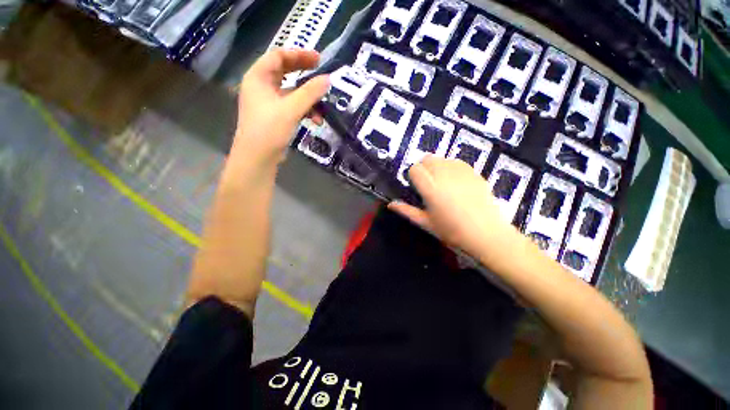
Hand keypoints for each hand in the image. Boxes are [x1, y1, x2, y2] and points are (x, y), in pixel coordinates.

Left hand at [231, 49, 329, 168]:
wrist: (257, 157)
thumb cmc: (269, 129)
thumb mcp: (291, 109)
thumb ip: (310, 93)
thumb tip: (328, 79)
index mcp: (258, 77)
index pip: (279, 56)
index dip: (299, 55)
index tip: (319, 59)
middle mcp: (261, 86)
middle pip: (285, 72)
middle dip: (305, 74)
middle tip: (323, 75)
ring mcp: (268, 102)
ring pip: (291, 92)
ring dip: (308, 99)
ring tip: (322, 108)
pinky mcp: (275, 116)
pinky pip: (292, 107)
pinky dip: (304, 111)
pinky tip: (315, 121)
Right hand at [389, 156, 520, 257]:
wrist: (486, 233)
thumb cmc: (451, 231)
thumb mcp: (425, 223)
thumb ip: (406, 211)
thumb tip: (390, 204)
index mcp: (430, 189)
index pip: (415, 169)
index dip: (413, 176)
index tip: (417, 187)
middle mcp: (444, 175)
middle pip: (427, 159)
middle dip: (424, 169)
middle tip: (428, 184)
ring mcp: (461, 172)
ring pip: (441, 159)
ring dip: (436, 167)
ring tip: (442, 183)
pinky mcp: (473, 172)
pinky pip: (456, 162)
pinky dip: (451, 167)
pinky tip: (455, 182)